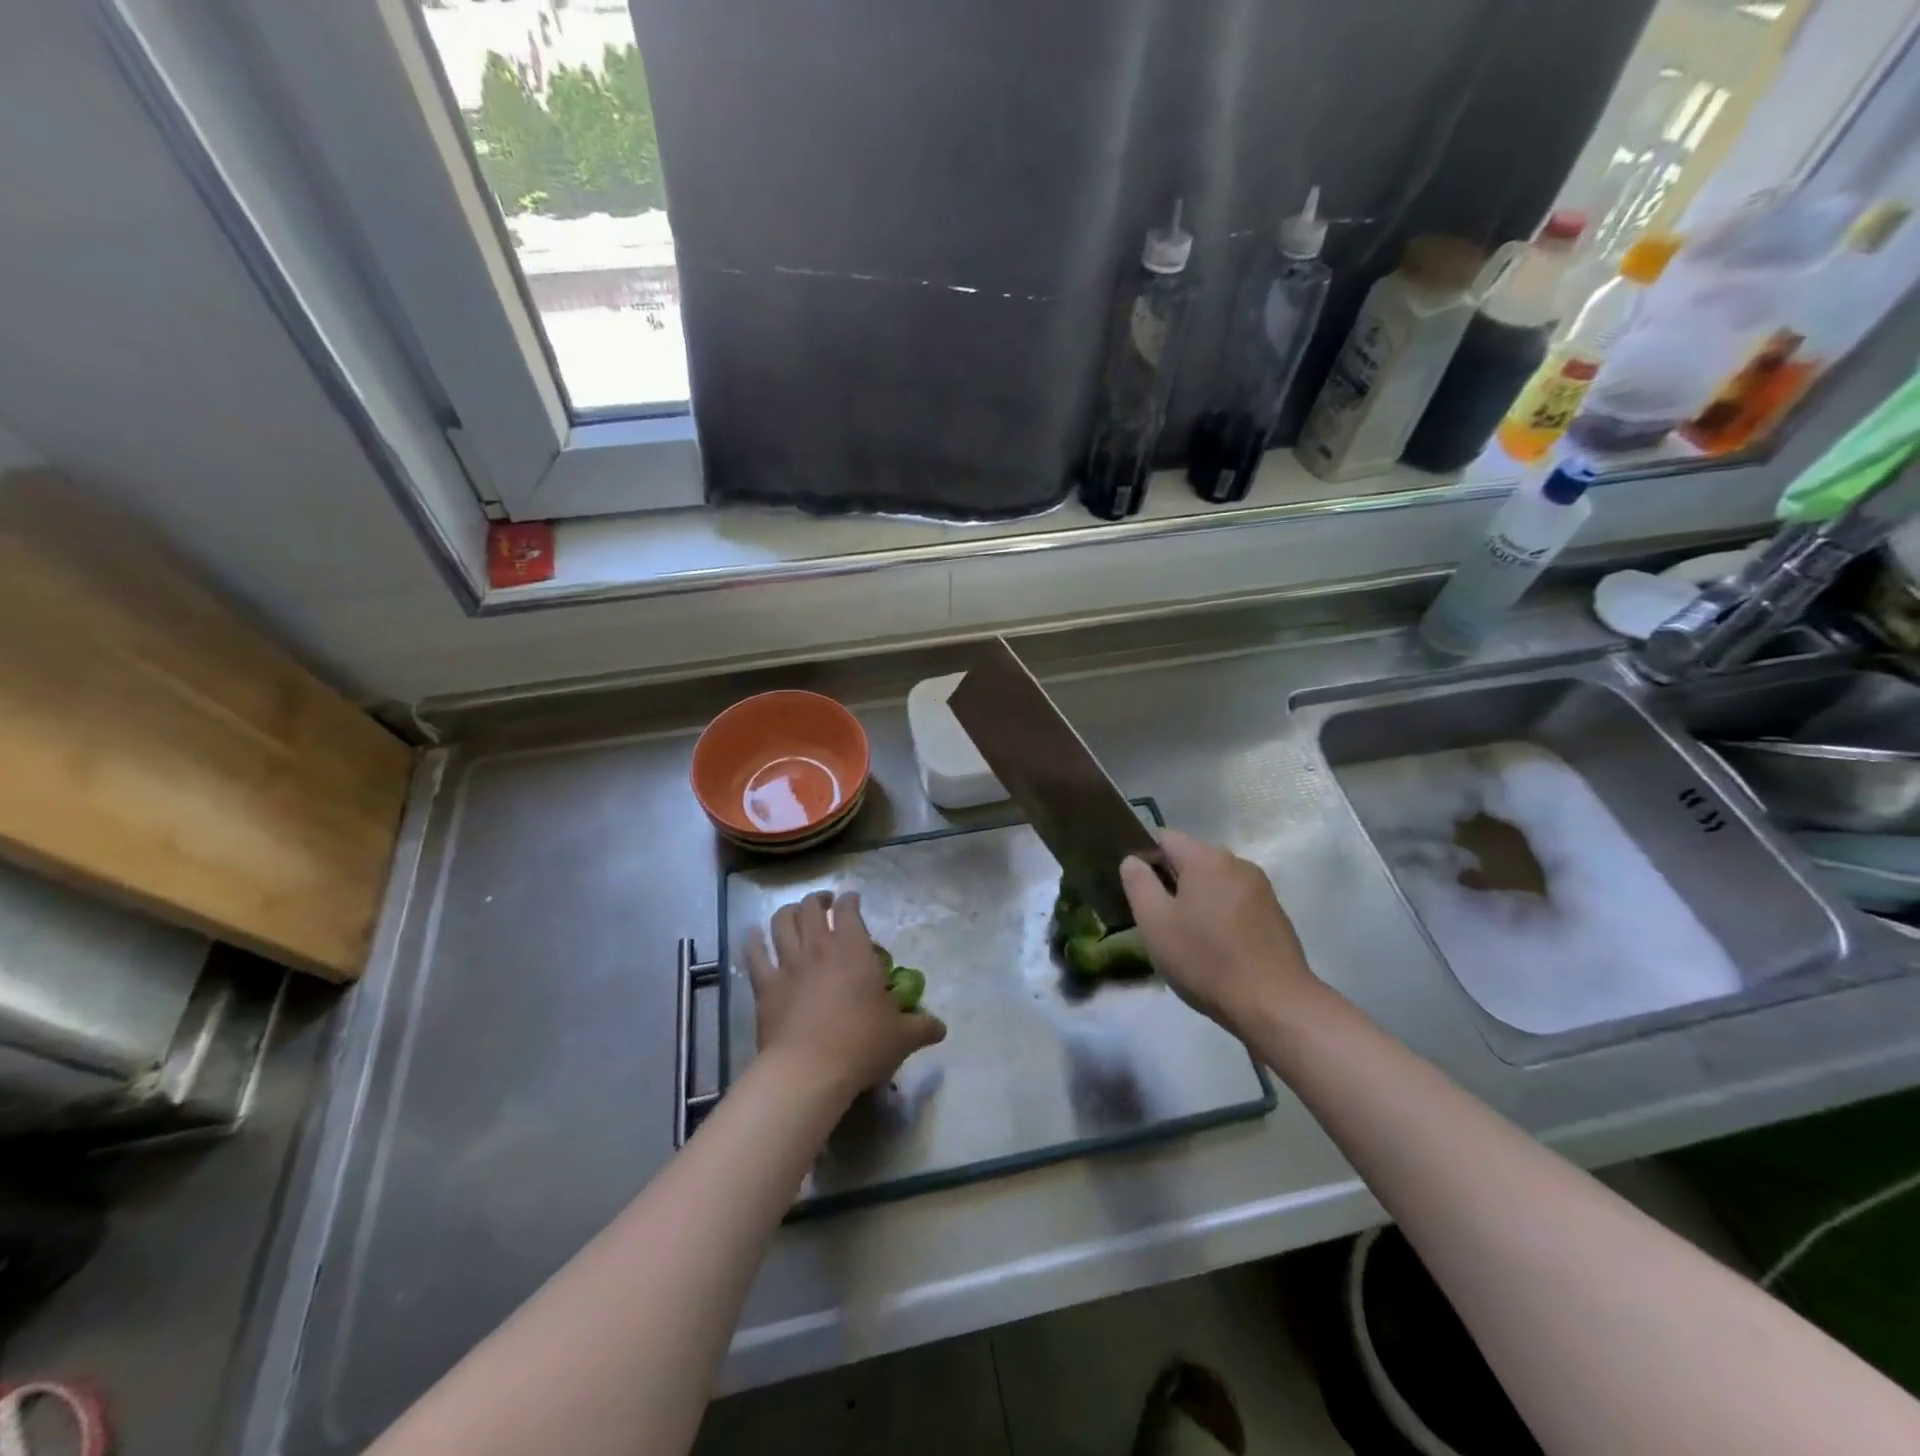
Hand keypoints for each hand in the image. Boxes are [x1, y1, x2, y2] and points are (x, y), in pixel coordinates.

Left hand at [745, 891, 945, 1100]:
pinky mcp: (765, 986)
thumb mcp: (901, 1037)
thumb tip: (941, 1028)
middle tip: (824, 904)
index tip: (853, 901)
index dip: (850, 900)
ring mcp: (788, 965)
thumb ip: (922, 1027)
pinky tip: (753, 936)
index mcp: (854, 950)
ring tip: (793, 914)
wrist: (809, 1070)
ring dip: (787, 912)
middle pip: (811, 908)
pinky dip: (753, 941)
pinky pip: (755, 954)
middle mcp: (819, 947)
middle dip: (818, 900)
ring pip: (781, 922)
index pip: (849, 909)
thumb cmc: (861, 1045)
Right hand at [1120, 830, 1327, 1040]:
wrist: (1276, 1005)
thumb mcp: (1155, 922)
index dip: (1143, 857)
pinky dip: (1219, 916)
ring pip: (1214, 883)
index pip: (1163, 838)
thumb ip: (1138, 883)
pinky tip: (1215, 949)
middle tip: (1156, 920)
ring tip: (1185, 939)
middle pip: (1191, 860)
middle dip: (1170, 882)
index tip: (1135, 891)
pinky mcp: (1275, 915)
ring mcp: (1261, 889)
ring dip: (1195, 901)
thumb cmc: (1206, 960)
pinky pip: (1235, 903)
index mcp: (1206, 858)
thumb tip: (1133, 860)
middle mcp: (1237, 863)